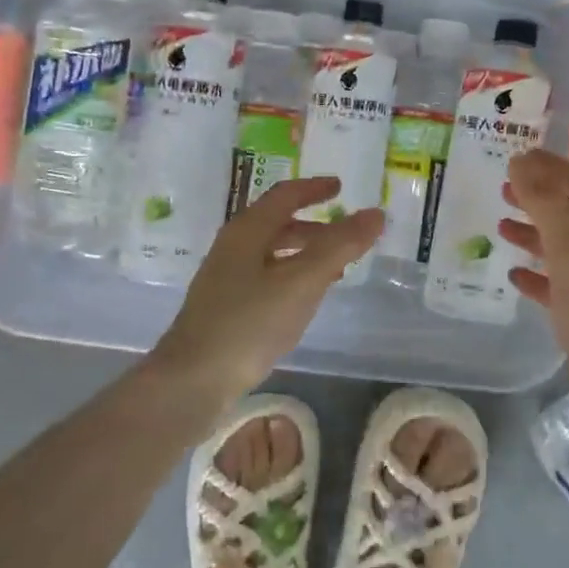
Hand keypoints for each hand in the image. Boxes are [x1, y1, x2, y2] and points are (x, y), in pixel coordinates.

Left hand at [152, 176, 382, 410]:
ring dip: (304, 252)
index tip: (340, 187)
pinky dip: (292, 276)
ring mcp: (225, 278)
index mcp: (247, 231)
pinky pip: (266, 277)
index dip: (314, 188)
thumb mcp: (302, 281)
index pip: (284, 196)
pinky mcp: (225, 307)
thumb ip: (339, 246)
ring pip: (272, 252)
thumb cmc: (249, 322)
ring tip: (335, 268)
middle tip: (345, 232)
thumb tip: (376, 213)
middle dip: (313, 224)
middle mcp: (233, 247)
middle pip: (277, 223)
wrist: (193, 379)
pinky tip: (304, 299)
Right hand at [497, 150, 568, 435]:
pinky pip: (565, 281)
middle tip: (502, 189)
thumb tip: (523, 164)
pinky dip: (541, 273)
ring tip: (501, 227)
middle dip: (540, 197)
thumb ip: (547, 206)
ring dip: (536, 233)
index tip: (515, 157)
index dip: (550, 167)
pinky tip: (515, 276)